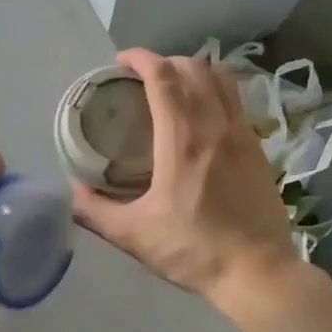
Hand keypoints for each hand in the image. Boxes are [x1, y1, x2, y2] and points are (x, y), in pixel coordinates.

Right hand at [71, 49, 297, 302]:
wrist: (258, 272)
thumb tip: (72, 192)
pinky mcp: (259, 148)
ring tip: (176, 87)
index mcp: (182, 139)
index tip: (122, 61)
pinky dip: (217, 91)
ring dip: (195, 71)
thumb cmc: (194, 249)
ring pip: (222, 79)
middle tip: (144, 77)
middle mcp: (214, 125)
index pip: (163, 77)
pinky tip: (204, 114)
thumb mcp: (134, 235)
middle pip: (194, 68)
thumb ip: (96, 211)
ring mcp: (242, 134)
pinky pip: (237, 101)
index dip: (141, 59)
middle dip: (166, 61)